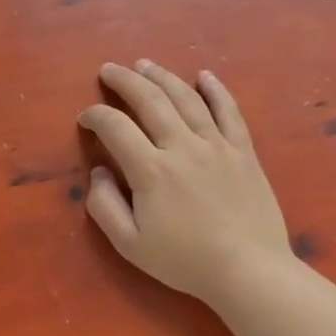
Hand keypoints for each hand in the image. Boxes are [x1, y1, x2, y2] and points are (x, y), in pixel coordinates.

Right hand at [78, 61, 296, 308]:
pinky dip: (215, 90)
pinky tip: (203, 75)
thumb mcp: (129, 244)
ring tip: (145, 64)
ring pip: (186, 98)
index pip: (115, 127)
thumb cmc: (184, 261)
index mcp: (150, 170)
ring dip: (162, 77)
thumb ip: (104, 205)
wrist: (249, 271)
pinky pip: (229, 112)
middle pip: (150, 100)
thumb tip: (98, 171)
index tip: (86, 118)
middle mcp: (182, 147)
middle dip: (125, 81)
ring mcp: (217, 146)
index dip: (95, 116)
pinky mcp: (243, 152)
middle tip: (109, 69)